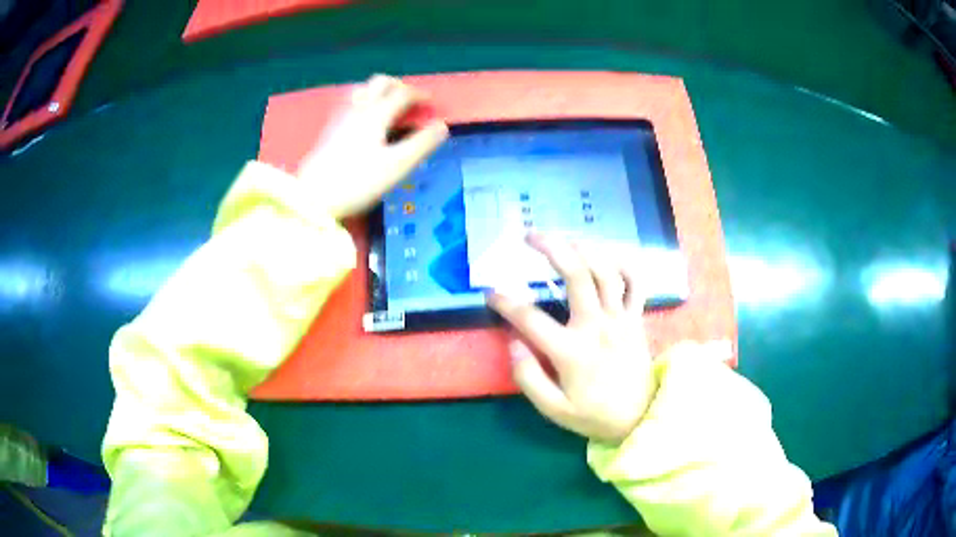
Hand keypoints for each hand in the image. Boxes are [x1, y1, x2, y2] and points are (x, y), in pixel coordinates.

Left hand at [298, 74, 448, 218]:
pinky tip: (364, 120)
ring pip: (362, 90)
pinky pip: (350, 104)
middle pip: (379, 83)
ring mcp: (340, 118)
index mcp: (376, 114)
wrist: (312, 198)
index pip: (401, 94)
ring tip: (388, 106)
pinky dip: (364, 102)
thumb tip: (442, 126)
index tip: (431, 102)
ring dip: (379, 92)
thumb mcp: (397, 165)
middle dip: (398, 85)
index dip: (419, 95)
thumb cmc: (357, 182)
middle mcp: (358, 109)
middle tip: (409, 99)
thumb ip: (421, 144)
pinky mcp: (329, 131)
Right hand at [488, 233, 655, 443]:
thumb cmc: (593, 415)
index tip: (490, 293)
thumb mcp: (554, 409)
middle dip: (552, 248)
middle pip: (577, 276)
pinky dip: (624, 263)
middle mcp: (598, 327)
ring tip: (564, 238)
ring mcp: (621, 319)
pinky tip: (608, 254)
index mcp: (572, 351)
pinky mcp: (637, 319)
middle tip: (530, 236)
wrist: (639, 418)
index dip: (506, 303)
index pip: (531, 319)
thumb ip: (529, 377)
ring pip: (606, 271)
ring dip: (584, 248)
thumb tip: (512, 343)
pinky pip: (636, 282)